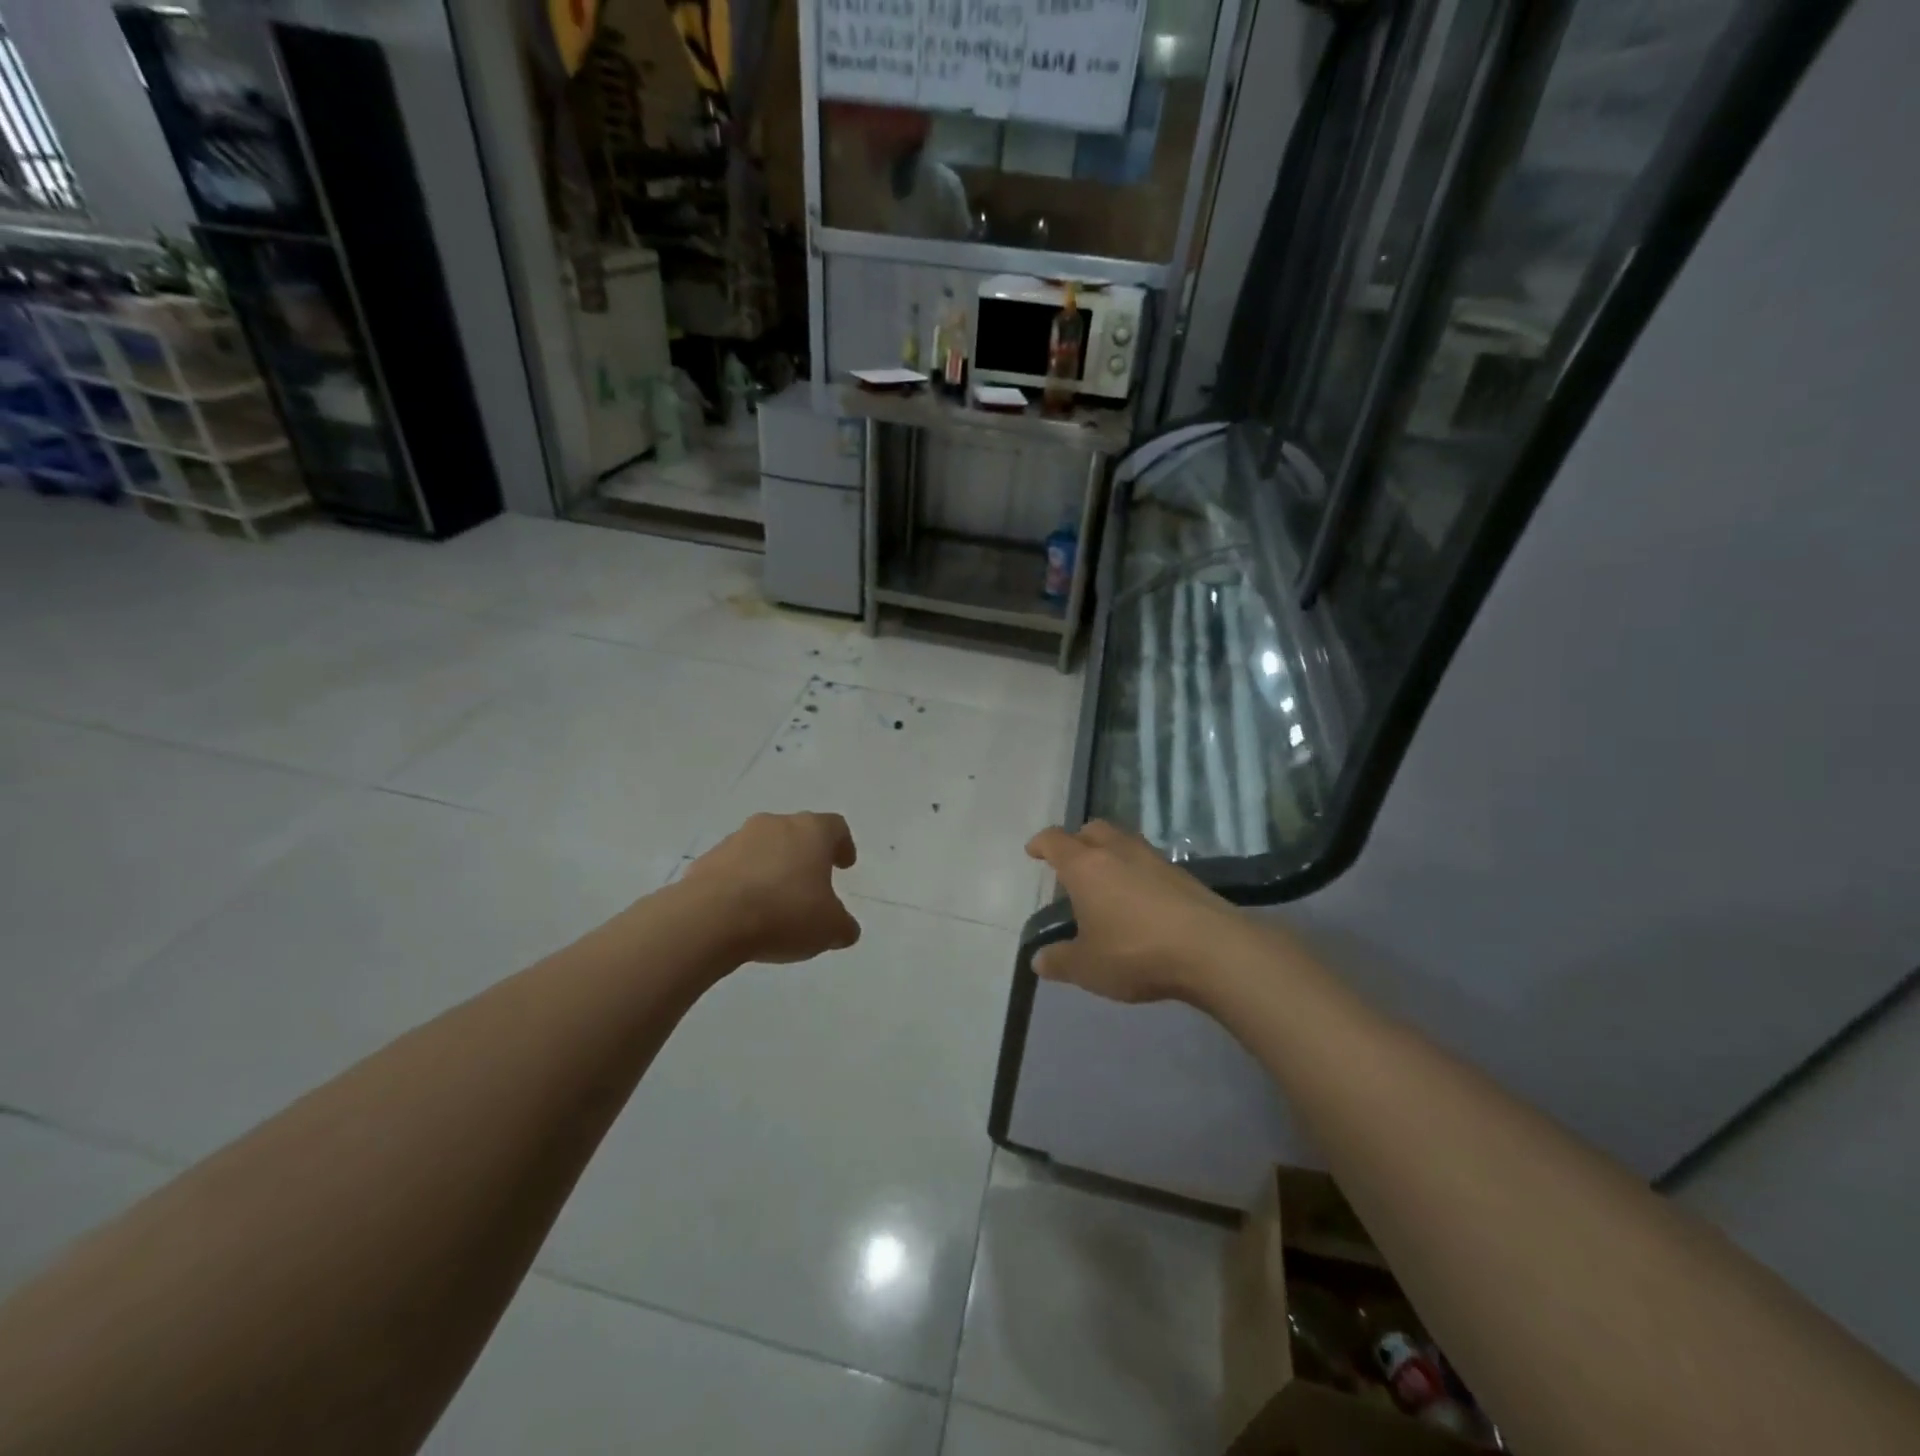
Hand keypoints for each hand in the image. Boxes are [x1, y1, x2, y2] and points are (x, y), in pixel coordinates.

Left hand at [683, 812, 861, 963]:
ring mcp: (737, 839)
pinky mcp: (707, 860)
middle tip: (810, 883)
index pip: (835, 827)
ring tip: (775, 902)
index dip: (843, 845)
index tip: (844, 865)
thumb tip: (845, 929)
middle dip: (804, 856)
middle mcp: (775, 825)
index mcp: (811, 831)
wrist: (711, 919)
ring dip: (771, 868)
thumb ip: (843, 926)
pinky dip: (743, 883)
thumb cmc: (784, 913)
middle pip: (796, 833)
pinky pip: (734, 867)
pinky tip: (744, 911)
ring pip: (763, 848)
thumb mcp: (829, 929)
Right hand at [1026, 821, 1254, 1003]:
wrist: (1211, 949)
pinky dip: (1135, 870)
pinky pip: (1147, 860)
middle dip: (1077, 840)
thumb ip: (1060, 961)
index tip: (1033, 850)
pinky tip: (1138, 898)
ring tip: (1104, 880)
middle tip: (1071, 863)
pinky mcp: (1182, 874)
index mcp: (1085, 866)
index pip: (1055, 841)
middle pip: (1092, 829)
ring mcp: (1153, 858)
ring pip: (1123, 841)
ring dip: (1109, 852)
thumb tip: (1038, 959)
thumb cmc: (1135, 952)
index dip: (1041, 844)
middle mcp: (1117, 851)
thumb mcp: (1088, 967)